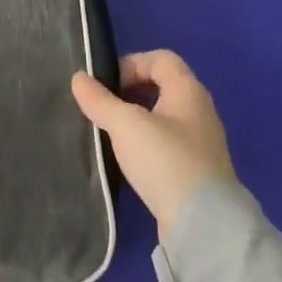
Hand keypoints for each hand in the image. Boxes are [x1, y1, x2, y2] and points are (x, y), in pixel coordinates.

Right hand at [72, 50, 235, 239]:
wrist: (203, 223)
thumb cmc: (165, 160)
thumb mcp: (125, 124)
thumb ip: (99, 100)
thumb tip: (78, 78)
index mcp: (188, 91)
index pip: (161, 58)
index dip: (131, 63)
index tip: (106, 85)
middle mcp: (199, 110)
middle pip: (162, 85)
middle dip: (130, 91)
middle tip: (104, 106)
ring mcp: (200, 141)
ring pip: (162, 115)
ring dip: (136, 117)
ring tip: (110, 132)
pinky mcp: (196, 168)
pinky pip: (166, 141)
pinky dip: (145, 141)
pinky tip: (128, 157)